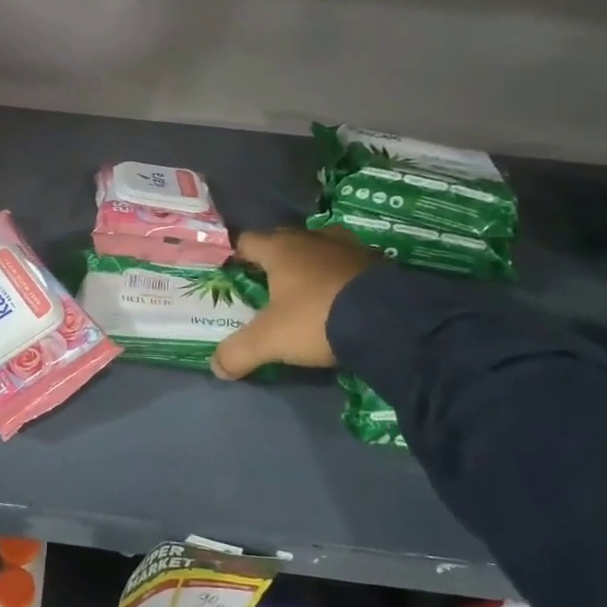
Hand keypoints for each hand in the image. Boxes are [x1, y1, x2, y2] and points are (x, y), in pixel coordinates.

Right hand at [211, 227, 378, 378]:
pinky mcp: (379, 263)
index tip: (236, 274)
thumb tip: (217, 367)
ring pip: (321, 249)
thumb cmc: (316, 318)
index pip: (248, 241)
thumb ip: (238, 352)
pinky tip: (343, 298)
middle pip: (285, 241)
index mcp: (280, 249)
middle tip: (270, 285)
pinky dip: (342, 277)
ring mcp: (349, 248)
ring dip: (313, 265)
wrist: (390, 321)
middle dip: (276, 259)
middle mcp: (312, 239)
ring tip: (308, 290)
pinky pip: (350, 265)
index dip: (239, 256)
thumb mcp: (269, 341)